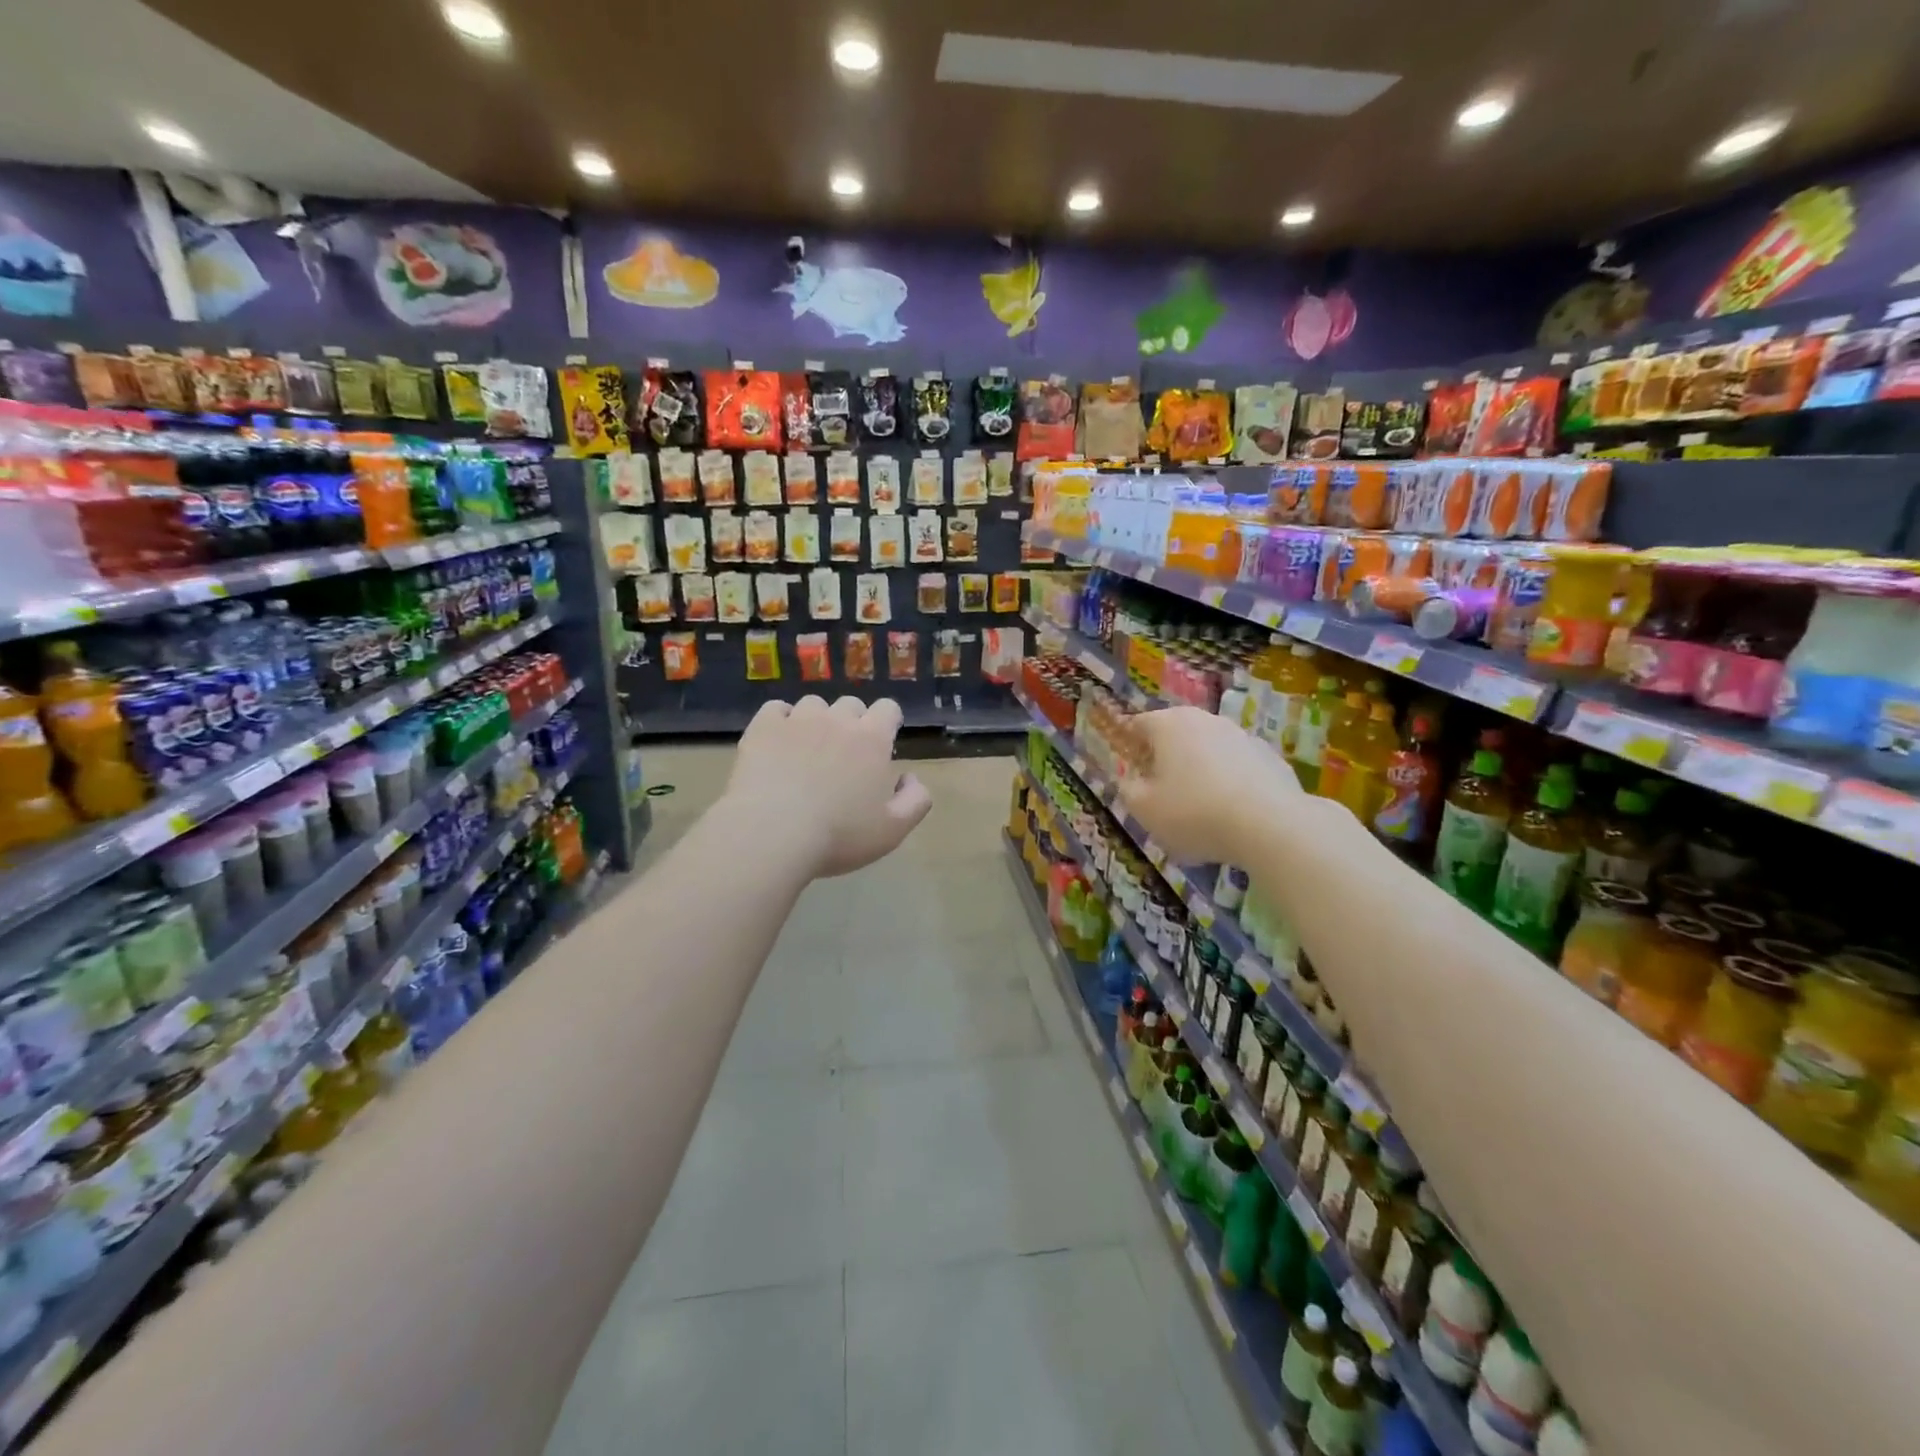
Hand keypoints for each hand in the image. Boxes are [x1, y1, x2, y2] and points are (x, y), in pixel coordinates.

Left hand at [722, 696, 932, 877]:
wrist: (771, 834)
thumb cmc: (839, 836)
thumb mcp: (893, 830)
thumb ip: (915, 800)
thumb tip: (910, 778)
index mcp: (872, 739)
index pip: (888, 709)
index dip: (887, 722)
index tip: (882, 743)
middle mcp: (838, 720)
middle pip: (851, 704)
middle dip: (852, 723)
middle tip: (844, 755)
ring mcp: (798, 720)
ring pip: (813, 705)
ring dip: (816, 721)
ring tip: (807, 750)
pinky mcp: (763, 727)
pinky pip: (776, 709)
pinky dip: (780, 721)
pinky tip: (778, 744)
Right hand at [1116, 707, 1301, 865]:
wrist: (1271, 825)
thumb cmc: (1193, 812)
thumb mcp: (1144, 809)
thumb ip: (1128, 789)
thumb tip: (1131, 779)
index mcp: (1169, 724)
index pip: (1138, 724)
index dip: (1128, 746)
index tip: (1129, 771)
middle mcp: (1205, 720)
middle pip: (1175, 734)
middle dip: (1164, 758)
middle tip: (1159, 791)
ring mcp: (1241, 735)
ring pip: (1208, 750)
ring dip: (1198, 769)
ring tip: (1198, 807)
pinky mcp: (1269, 757)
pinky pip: (1237, 767)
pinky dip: (1228, 782)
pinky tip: (1230, 813)